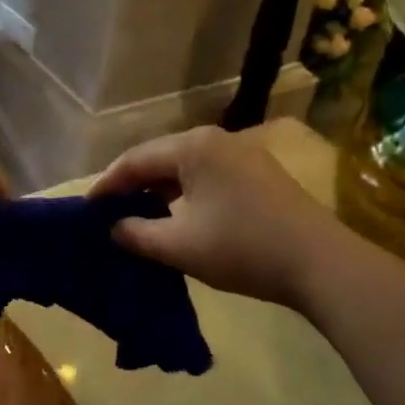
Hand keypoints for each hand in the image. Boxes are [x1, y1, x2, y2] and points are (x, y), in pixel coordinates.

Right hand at [90, 126, 338, 308]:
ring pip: (183, 169)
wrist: (321, 264)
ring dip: (158, 193)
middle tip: (106, 215)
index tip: (84, 211)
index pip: (134, 160)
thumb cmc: (242, 248)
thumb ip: (135, 234)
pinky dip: (183, 196)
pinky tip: (176, 219)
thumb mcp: (178, 246)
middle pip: (158, 159)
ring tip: (136, 219)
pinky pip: (206, 177)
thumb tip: (113, 228)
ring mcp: (241, 154)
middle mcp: (215, 139)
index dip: (105, 186)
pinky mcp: (258, 173)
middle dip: (130, 187)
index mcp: (192, 147)